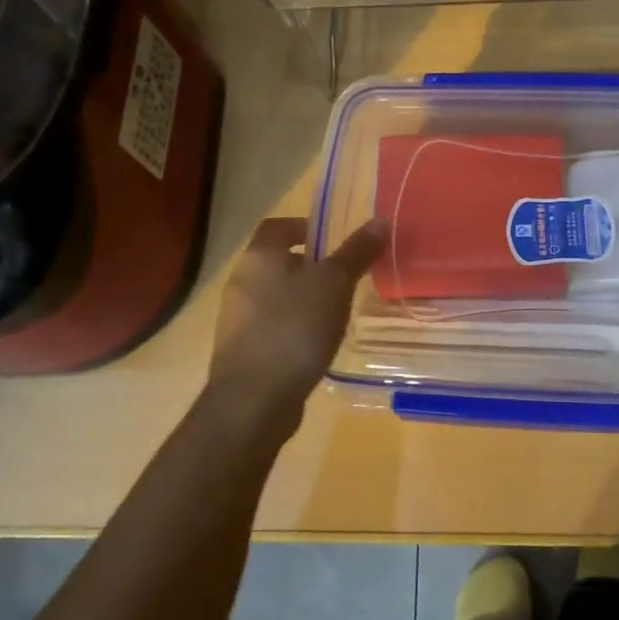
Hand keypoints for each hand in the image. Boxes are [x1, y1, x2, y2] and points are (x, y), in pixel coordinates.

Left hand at [206, 216, 386, 440]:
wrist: (254, 399)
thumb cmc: (295, 327)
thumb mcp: (335, 283)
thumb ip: (357, 252)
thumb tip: (381, 220)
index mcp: (259, 257)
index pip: (277, 226)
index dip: (305, 226)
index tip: (333, 240)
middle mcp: (241, 282)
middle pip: (277, 262)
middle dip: (310, 266)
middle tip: (344, 277)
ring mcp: (237, 319)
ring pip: (275, 296)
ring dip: (303, 299)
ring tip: (336, 312)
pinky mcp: (242, 351)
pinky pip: (272, 327)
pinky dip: (294, 327)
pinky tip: (316, 344)